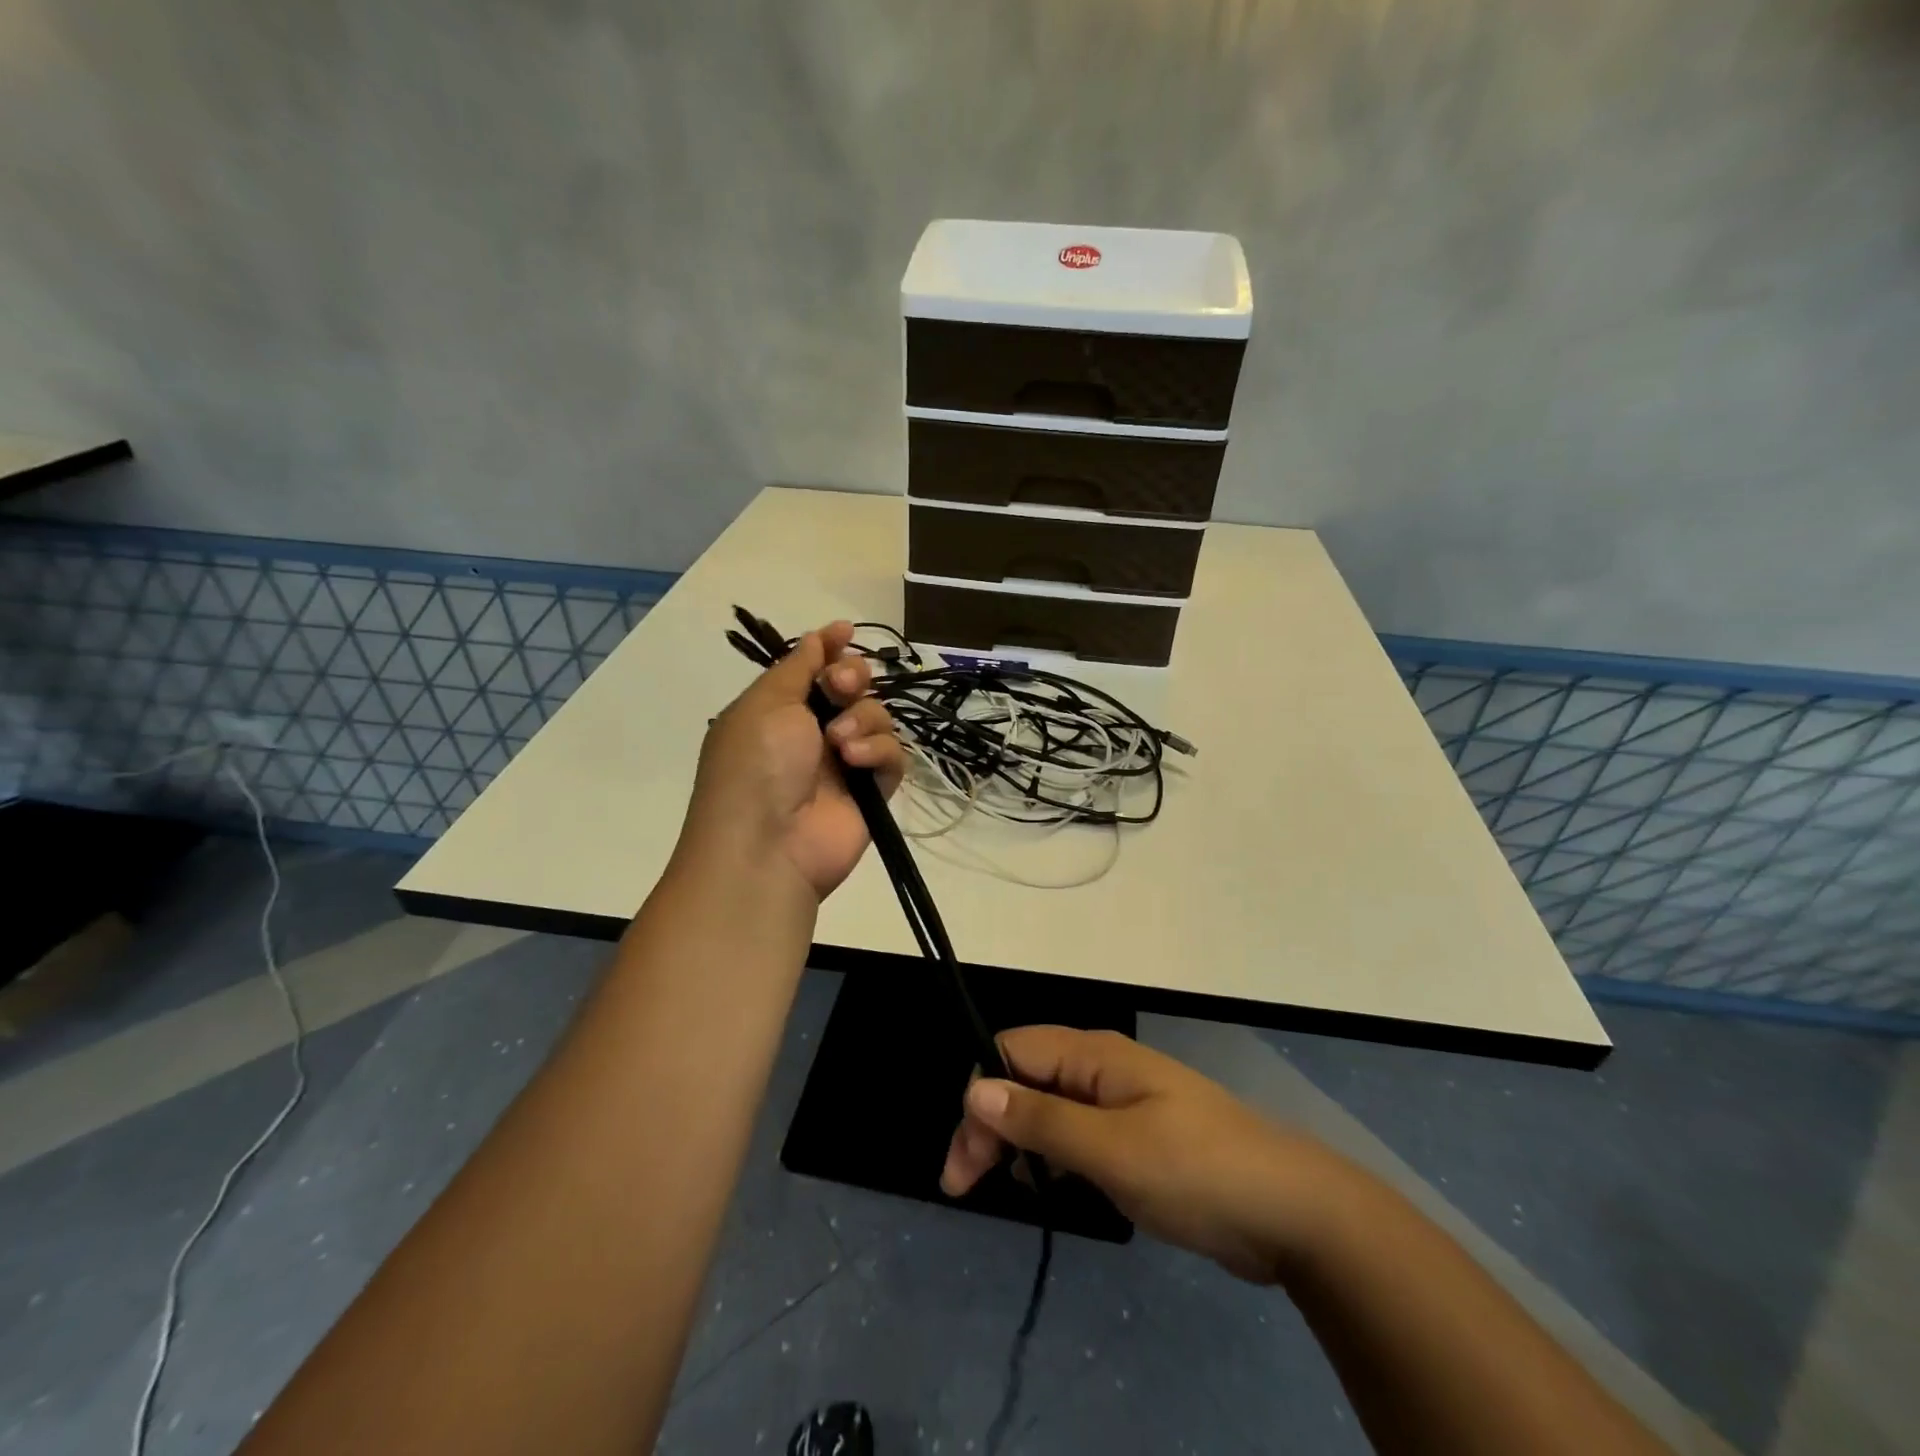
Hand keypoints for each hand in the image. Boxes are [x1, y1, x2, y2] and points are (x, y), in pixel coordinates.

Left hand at [681, 621, 905, 900]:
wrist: (767, 845)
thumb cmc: (755, 764)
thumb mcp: (765, 703)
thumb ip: (797, 666)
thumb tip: (819, 636)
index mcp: (778, 710)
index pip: (812, 669)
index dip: (830, 648)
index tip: (846, 631)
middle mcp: (812, 733)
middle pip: (852, 687)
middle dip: (851, 678)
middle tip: (841, 687)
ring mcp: (844, 763)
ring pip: (877, 717)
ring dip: (862, 719)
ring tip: (840, 743)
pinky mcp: (872, 790)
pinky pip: (892, 755)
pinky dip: (878, 752)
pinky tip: (856, 762)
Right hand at [940, 1027, 1337, 1283]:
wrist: (1291, 1212)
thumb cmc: (1195, 1170)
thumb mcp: (1111, 1149)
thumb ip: (1041, 1120)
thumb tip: (974, 1088)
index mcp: (1094, 1055)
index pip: (1012, 1052)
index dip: (980, 1095)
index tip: (964, 1161)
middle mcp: (1101, 1069)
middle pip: (1025, 1079)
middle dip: (990, 1124)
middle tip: (966, 1188)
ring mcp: (1121, 1103)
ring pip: (1048, 1108)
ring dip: (1016, 1142)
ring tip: (1000, 1189)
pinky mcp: (1136, 1138)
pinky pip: (1076, 1135)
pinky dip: (1050, 1157)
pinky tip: (1045, 1188)